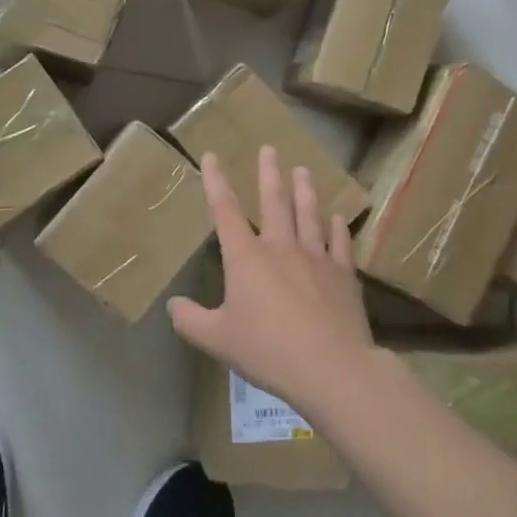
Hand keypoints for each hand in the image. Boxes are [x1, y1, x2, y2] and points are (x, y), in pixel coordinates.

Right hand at [168, 146, 375, 417]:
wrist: (331, 367)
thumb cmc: (268, 349)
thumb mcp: (217, 339)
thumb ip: (190, 321)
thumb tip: (172, 305)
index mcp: (246, 258)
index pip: (225, 210)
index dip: (216, 181)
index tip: (212, 156)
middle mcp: (280, 247)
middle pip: (274, 201)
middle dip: (269, 173)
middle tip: (270, 149)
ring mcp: (316, 258)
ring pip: (309, 214)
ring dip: (305, 190)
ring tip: (303, 170)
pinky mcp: (343, 275)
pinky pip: (340, 243)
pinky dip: (338, 228)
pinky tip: (339, 217)